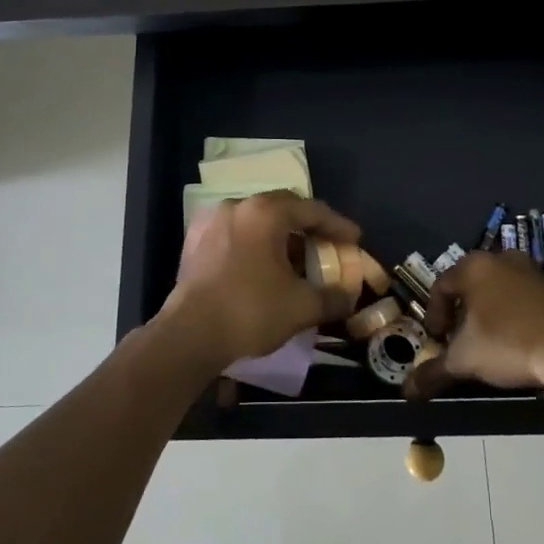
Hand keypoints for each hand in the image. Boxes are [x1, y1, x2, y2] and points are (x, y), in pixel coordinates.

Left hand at [160, 191, 361, 369]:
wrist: (189, 336)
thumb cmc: (250, 311)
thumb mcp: (302, 306)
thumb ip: (332, 297)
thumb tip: (349, 297)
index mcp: (265, 212)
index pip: (312, 210)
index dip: (338, 225)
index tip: (355, 239)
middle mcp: (238, 206)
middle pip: (283, 209)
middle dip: (308, 227)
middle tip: (327, 246)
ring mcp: (212, 222)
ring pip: (257, 222)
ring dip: (281, 237)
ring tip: (296, 260)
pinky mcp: (195, 243)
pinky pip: (236, 235)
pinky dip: (256, 246)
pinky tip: (264, 268)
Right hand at [406, 249, 543, 395]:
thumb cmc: (507, 342)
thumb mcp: (465, 360)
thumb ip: (434, 372)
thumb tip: (407, 392)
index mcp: (472, 267)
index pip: (441, 286)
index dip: (434, 315)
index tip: (437, 340)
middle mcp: (500, 259)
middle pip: (470, 285)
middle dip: (461, 314)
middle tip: (460, 341)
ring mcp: (530, 271)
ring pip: (497, 291)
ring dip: (489, 315)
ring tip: (489, 345)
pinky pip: (522, 299)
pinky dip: (514, 317)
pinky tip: (518, 344)